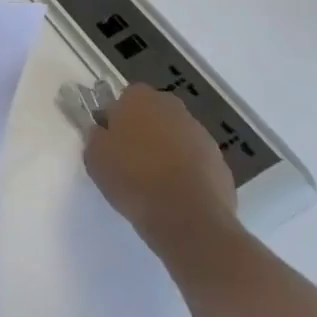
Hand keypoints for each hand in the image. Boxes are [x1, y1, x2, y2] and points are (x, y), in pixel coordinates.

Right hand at [84, 83, 236, 252]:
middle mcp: (174, 109)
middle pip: (155, 115)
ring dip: (166, 151)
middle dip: (144, 130)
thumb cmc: (133, 178)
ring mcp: (202, 136)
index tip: (111, 138)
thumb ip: (97, 136)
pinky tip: (175, 194)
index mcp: (141, 99)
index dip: (117, 117)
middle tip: (130, 157)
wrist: (188, 219)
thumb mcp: (95, 156)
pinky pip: (195, 161)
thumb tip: (104, 132)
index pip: (126, 97)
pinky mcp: (221, 164)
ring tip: (153, 181)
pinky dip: (186, 171)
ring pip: (176, 137)